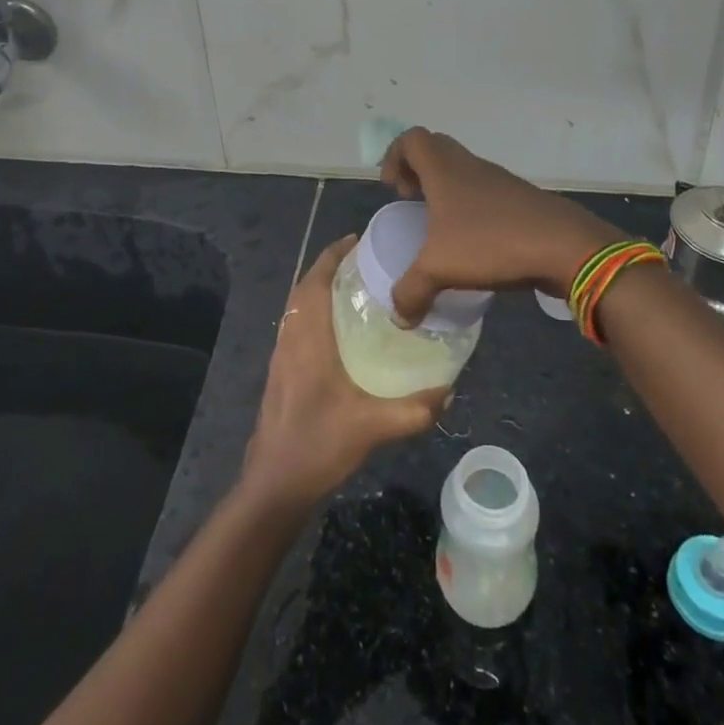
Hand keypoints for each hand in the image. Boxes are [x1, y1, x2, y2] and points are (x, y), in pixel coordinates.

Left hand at [241, 236, 448, 509]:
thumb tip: (449, 391)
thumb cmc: (318, 445)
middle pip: (306, 286)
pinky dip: (315, 310)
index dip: (334, 255)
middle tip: (366, 262)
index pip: (316, 280)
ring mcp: (281, 354)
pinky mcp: (280, 371)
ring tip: (357, 287)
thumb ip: (414, 410)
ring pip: (298, 306)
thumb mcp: (373, 427)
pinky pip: (297, 324)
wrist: (274, 484)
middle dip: (331, 267)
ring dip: (321, 288)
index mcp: (308, 337)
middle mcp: (290, 337)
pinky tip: (341, 329)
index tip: (359, 240)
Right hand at [381, 127, 626, 323]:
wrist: (563, 245)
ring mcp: (498, 180)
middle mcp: (470, 166)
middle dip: (417, 171)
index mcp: (444, 170)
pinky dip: (471, 207)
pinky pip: (485, 191)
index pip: (412, 139)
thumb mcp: (440, 270)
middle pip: (436, 149)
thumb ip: (411, 292)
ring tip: (440, 227)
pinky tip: (474, 242)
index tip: (393, 190)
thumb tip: (399, 317)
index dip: (395, 157)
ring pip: (463, 170)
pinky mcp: (520, 198)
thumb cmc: (491, 243)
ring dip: (446, 189)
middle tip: (412, 201)